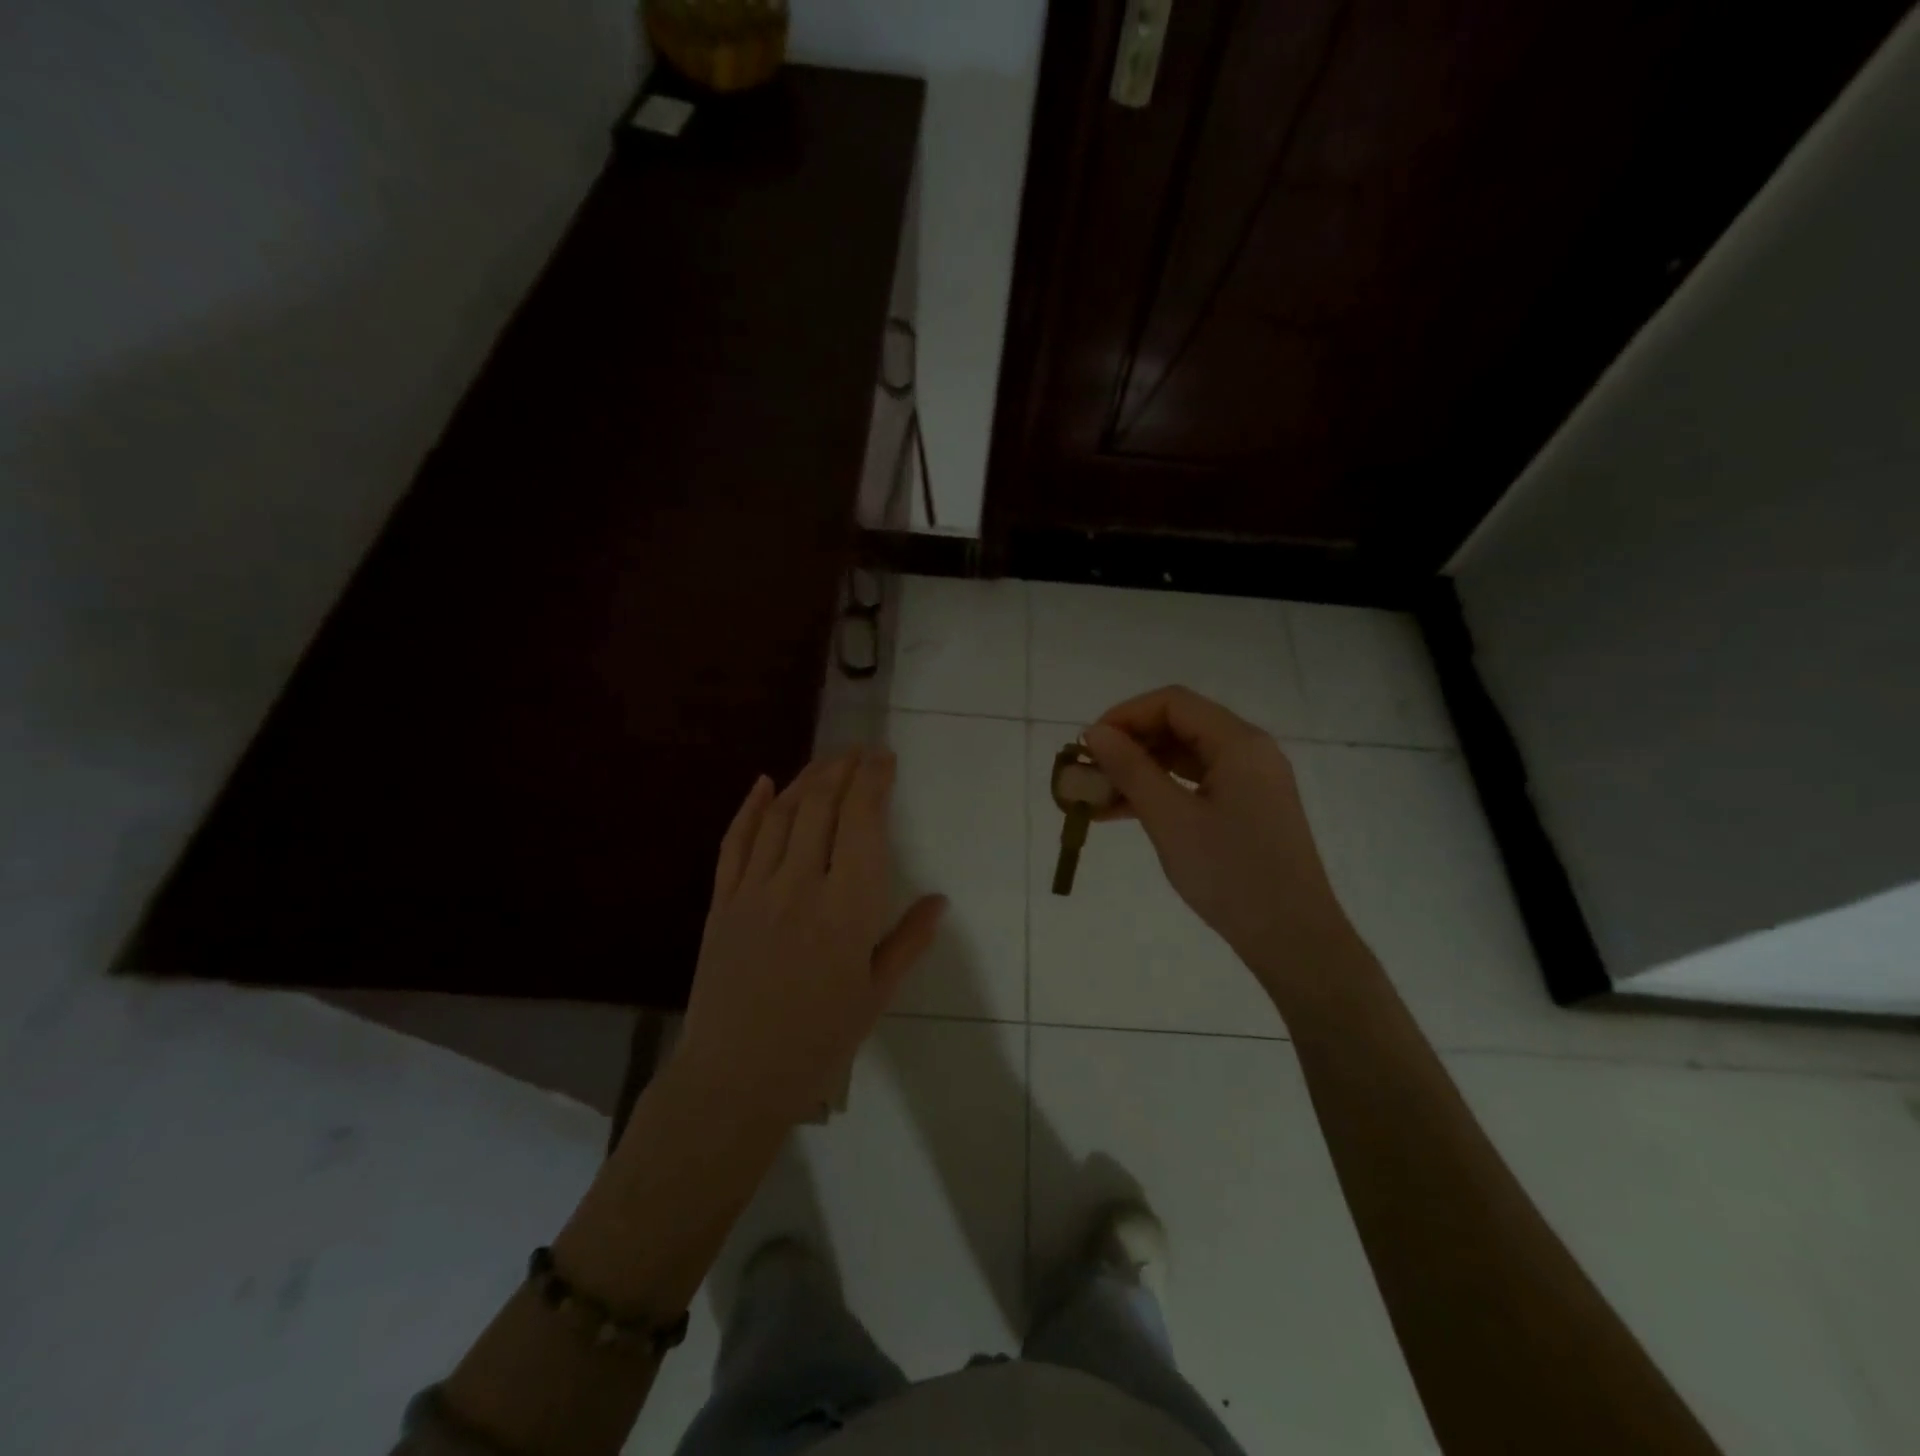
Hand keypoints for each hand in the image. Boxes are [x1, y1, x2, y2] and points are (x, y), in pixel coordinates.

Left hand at [676, 748, 944, 1128]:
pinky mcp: (721, 902)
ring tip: (826, 761)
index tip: (885, 759)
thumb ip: (908, 941)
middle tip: (860, 751)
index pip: (862, 822)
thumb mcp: (876, 995)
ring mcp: (754, 890)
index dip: (874, 781)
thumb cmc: (818, 1042)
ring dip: (805, 779)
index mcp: (846, 908)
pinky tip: (762, 783)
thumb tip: (940, 900)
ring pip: (780, 815)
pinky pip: (734, 842)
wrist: (735, 1079)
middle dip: (843, 768)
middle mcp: (799, 885)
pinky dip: (749, 808)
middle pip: (820, 805)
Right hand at [1082, 686, 1358, 1000]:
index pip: (1173, 703)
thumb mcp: (1170, 819)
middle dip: (1129, 745)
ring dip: (1140, 771)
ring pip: (1184, 758)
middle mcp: (1249, 751)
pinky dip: (1160, 792)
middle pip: (1179, 726)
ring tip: (1095, 797)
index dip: (1125, 715)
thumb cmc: (1230, 874)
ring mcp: (1251, 781)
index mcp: (1239, 743)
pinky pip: (1196, 784)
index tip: (1089, 746)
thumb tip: (1094, 732)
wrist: (1292, 938)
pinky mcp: (1247, 808)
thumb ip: (1130, 769)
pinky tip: (1123, 812)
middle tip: (1089, 773)